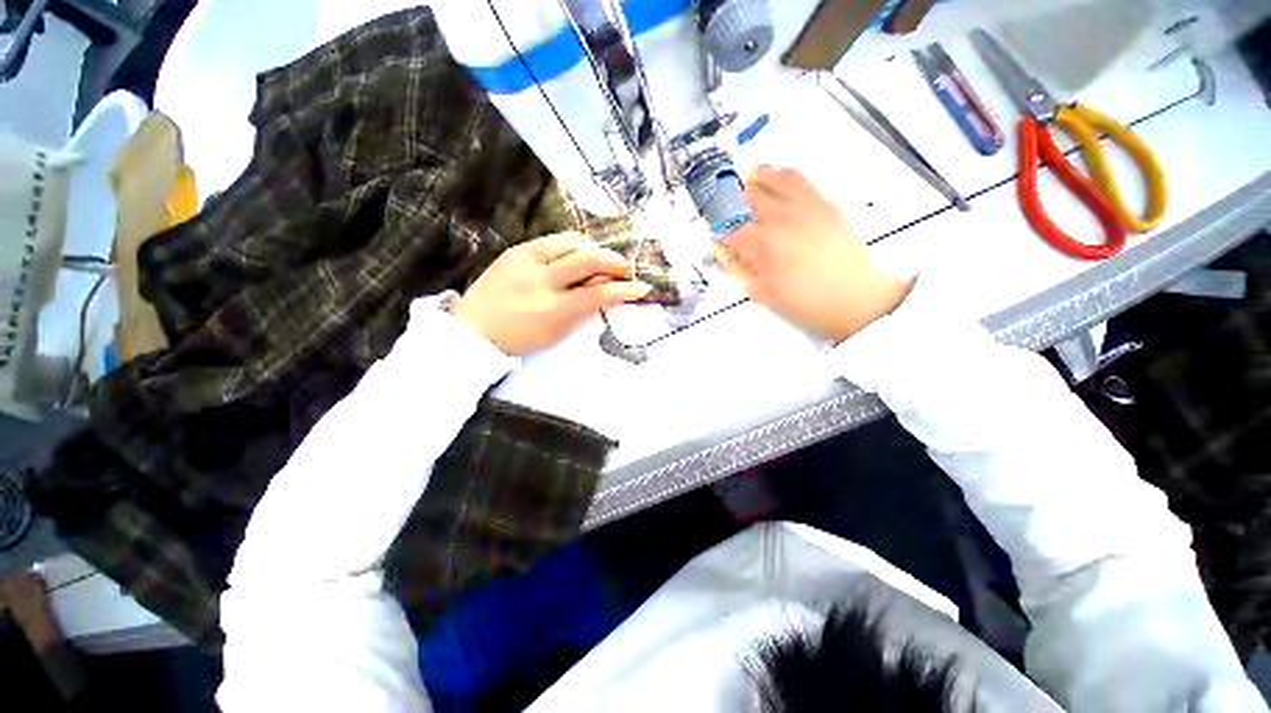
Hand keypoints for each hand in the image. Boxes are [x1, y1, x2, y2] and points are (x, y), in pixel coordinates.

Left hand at [453, 232, 651, 355]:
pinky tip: (573, 254)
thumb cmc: (521, 338)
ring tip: (597, 260)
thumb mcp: (558, 334)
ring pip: (572, 241)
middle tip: (621, 268)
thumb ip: (584, 312)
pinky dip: (571, 245)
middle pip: (588, 258)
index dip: (624, 290)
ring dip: (592, 249)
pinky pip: (553, 240)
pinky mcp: (517, 250)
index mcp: (553, 309)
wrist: (475, 328)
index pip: (598, 294)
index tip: (642, 288)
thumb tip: (607, 292)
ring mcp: (527, 261)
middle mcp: (542, 281)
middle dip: (613, 261)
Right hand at [717, 166, 912, 343]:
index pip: (728, 229)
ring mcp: (803, 206)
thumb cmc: (805, 303)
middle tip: (725, 212)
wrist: (855, 298)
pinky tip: (774, 181)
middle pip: (743, 198)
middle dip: (728, 204)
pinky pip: (797, 178)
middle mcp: (779, 218)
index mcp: (762, 245)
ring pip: (770, 178)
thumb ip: (740, 270)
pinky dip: (780, 176)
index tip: (716, 237)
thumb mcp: (763, 294)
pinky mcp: (822, 202)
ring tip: (744, 184)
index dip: (717, 232)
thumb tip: (724, 251)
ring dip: (751, 181)